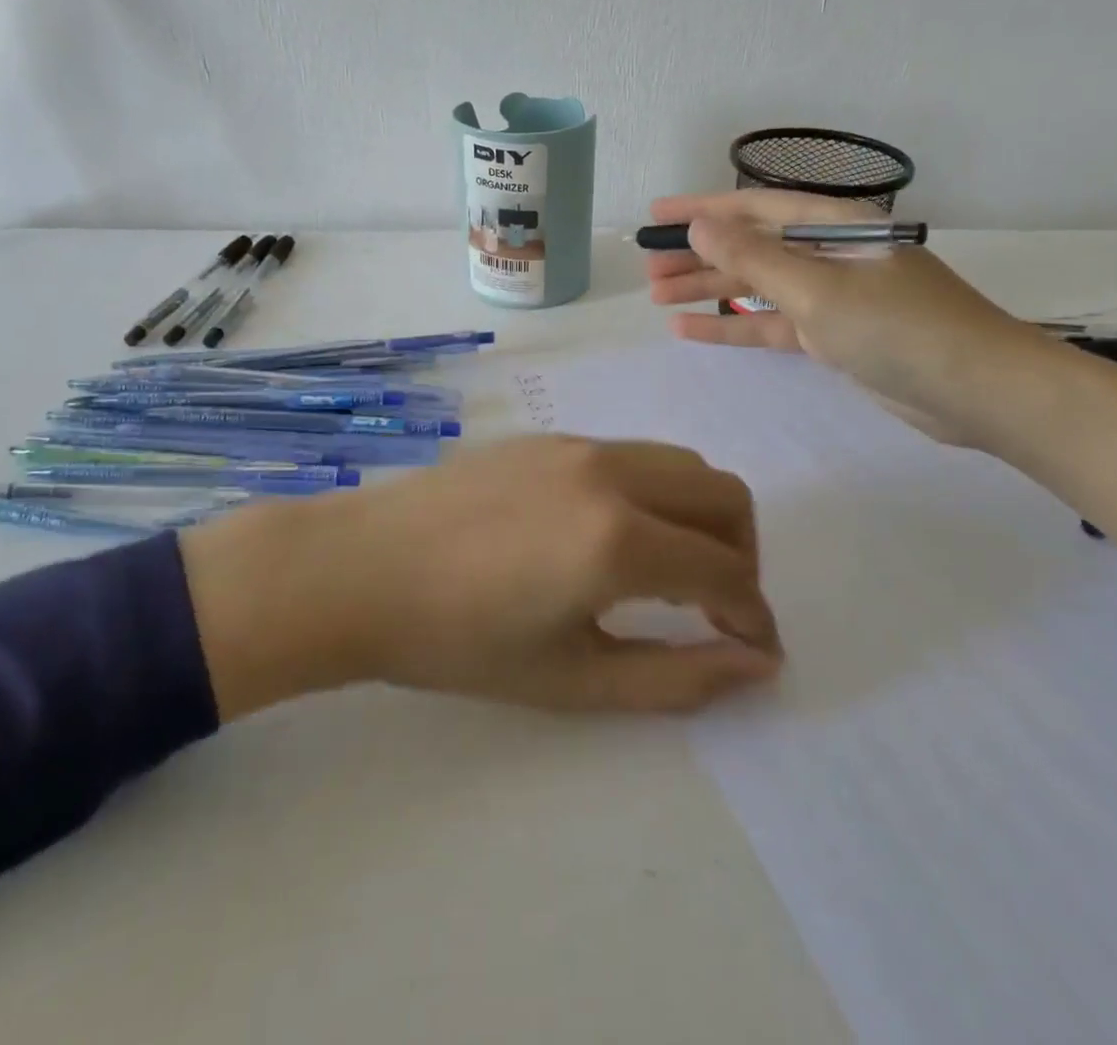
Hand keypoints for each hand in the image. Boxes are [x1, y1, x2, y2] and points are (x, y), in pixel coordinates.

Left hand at [179, 437, 782, 720]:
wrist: (361, 568)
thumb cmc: (459, 641)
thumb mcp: (572, 679)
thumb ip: (676, 677)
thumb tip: (755, 662)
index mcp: (618, 539)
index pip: (725, 571)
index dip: (753, 615)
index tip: (754, 649)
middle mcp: (611, 474)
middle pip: (723, 494)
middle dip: (743, 553)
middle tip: (719, 606)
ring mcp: (578, 445)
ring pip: (680, 464)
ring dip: (700, 515)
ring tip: (671, 570)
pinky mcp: (549, 437)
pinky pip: (632, 455)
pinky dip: (654, 493)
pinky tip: (611, 535)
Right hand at [644, 188, 1049, 445]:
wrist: (978, 392)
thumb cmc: (900, 328)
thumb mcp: (818, 290)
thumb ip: (755, 260)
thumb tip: (699, 228)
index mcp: (835, 225)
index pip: (755, 208)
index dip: (702, 209)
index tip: (656, 214)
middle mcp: (830, 254)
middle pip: (751, 247)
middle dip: (698, 256)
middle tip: (646, 268)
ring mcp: (831, 298)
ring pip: (756, 289)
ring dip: (708, 291)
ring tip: (656, 297)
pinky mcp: (832, 337)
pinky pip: (771, 325)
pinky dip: (733, 328)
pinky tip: (690, 331)